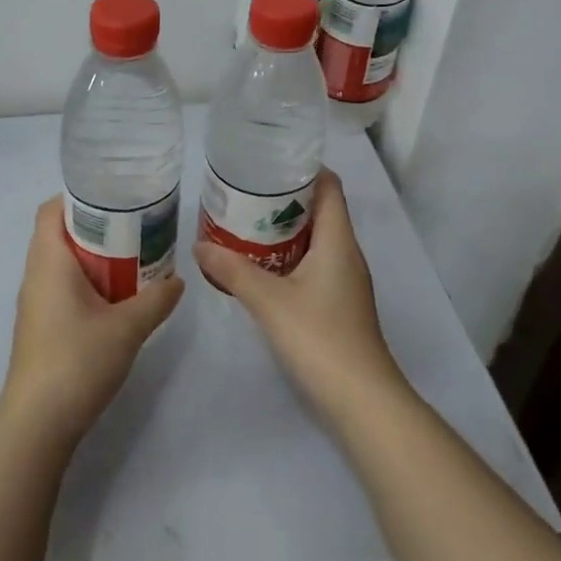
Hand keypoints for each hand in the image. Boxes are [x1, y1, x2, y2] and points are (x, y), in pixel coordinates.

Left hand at [0, 199, 183, 450]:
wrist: (37, 424)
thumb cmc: (77, 361)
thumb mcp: (127, 328)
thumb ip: (156, 299)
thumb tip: (178, 280)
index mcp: (49, 261)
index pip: (52, 209)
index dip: (79, 196)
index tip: (116, 197)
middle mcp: (36, 275)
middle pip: (60, 233)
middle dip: (97, 226)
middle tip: (136, 225)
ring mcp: (36, 303)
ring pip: (63, 263)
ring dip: (94, 256)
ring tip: (134, 257)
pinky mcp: (41, 327)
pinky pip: (63, 287)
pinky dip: (88, 281)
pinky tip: (118, 297)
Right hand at [194, 170, 404, 418]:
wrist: (361, 400)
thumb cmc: (320, 338)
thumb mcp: (269, 301)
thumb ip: (233, 270)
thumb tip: (199, 246)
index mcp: (338, 240)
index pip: (329, 186)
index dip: (304, 168)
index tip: (268, 160)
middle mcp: (346, 253)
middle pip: (320, 210)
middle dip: (284, 198)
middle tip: (244, 191)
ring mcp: (345, 280)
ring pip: (315, 239)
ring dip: (284, 229)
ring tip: (244, 222)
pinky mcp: (338, 303)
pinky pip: (313, 263)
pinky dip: (288, 256)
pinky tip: (259, 265)